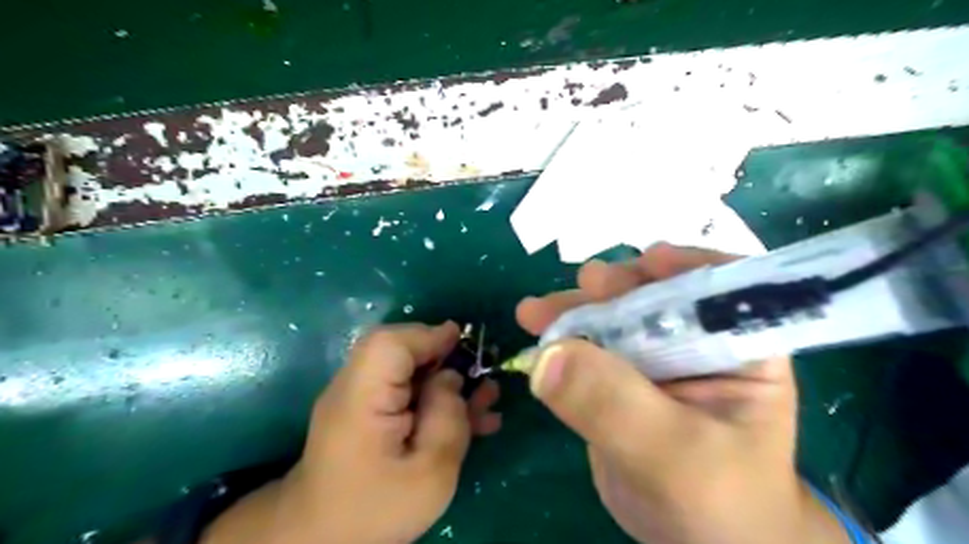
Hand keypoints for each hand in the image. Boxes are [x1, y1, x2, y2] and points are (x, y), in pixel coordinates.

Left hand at [207, 322, 508, 542]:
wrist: (322, 539)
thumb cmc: (374, 510)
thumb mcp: (428, 474)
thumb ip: (447, 419)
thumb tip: (452, 378)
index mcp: (362, 397)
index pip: (390, 343)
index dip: (429, 335)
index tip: (464, 341)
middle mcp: (356, 386)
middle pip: (401, 350)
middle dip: (444, 356)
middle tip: (478, 376)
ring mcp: (362, 398)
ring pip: (410, 370)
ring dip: (448, 379)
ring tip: (486, 397)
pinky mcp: (371, 412)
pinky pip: (407, 392)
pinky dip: (437, 397)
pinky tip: (472, 417)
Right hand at [515, 245, 848, 543]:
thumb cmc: (717, 502)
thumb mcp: (674, 456)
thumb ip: (615, 405)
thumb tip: (547, 357)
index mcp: (741, 347)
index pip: (724, 288)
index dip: (688, 267)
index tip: (649, 260)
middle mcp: (697, 342)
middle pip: (655, 295)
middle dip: (617, 286)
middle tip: (584, 284)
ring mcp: (653, 358)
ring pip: (613, 318)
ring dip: (576, 309)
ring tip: (536, 311)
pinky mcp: (619, 377)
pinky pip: (589, 348)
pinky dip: (561, 339)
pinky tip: (536, 332)